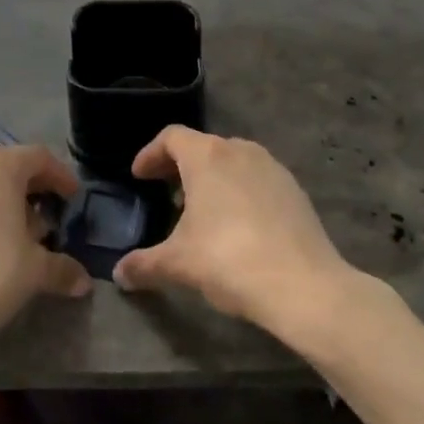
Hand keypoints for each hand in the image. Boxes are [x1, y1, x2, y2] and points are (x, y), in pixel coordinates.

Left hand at [0, 146, 89, 373]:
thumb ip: (62, 268)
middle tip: (49, 223)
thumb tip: (83, 281)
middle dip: (32, 193)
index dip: (61, 176)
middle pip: (9, 169)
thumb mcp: (33, 272)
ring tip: (17, 240)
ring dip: (3, 206)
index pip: (40, 158)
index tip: (73, 199)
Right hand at [113, 127, 351, 336]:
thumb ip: (144, 265)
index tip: (139, 176)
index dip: (150, 154)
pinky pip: (256, 179)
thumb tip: (119, 274)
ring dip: (211, 178)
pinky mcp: (294, 189)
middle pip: (201, 146)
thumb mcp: (178, 264)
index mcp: (206, 156)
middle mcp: (239, 150)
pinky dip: (238, 190)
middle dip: (179, 166)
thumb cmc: (229, 260)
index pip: (171, 137)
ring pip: (231, 161)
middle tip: (164, 192)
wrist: (304, 286)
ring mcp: (271, 167)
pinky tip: (237, 224)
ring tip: (200, 210)